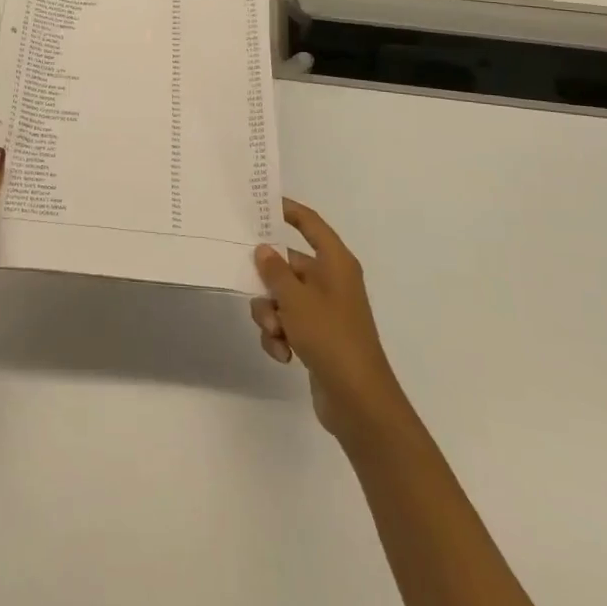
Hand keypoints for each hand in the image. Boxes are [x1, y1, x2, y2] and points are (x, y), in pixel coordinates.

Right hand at [250, 198, 405, 441]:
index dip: (288, 210)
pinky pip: (287, 324)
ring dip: (270, 315)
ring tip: (276, 333)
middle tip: (247, 284)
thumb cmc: (331, 338)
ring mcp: (324, 311)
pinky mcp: (316, 338)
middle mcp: (331, 281)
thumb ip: (275, 271)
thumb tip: (264, 249)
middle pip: (288, 265)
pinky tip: (283, 355)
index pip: (310, 224)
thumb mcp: (296, 300)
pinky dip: (279, 337)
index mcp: (335, 263)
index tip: (261, 203)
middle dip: (267, 282)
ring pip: (282, 297)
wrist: (359, 403)